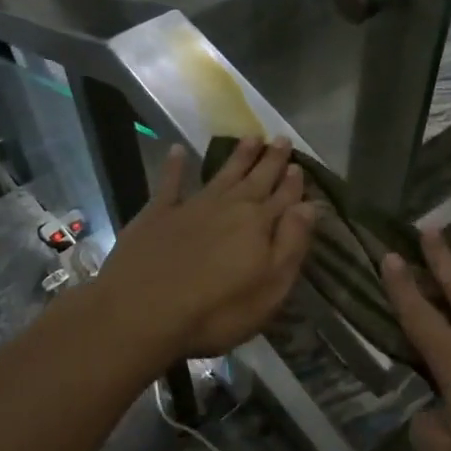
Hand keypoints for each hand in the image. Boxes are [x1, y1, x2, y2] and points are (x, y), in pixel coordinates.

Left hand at [95, 136, 316, 362]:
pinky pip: (169, 183)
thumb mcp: (270, 287)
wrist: (141, 312)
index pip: (283, 198)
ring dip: (237, 157)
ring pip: (221, 174)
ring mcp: (191, 206)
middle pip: (256, 179)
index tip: (299, 164)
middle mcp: (229, 206)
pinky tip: (178, 150)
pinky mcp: (157, 214)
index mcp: (258, 224)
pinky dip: (175, 166)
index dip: (293, 182)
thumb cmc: (216, 310)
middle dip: (270, 160)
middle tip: (280, 138)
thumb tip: (308, 206)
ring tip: (250, 137)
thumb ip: (291, 244)